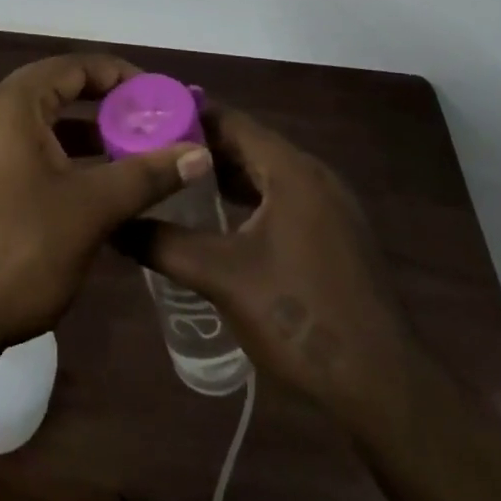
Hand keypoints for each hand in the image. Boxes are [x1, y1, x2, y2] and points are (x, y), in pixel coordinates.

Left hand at [0, 53, 213, 352]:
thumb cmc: (20, 250)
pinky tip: (99, 181)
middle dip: (108, 103)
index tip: (160, 97)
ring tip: (135, 149)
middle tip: (152, 121)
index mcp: (11, 105)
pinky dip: (65, 153)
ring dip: (88, 130)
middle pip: (59, 88)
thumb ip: (146, 174)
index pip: (74, 67)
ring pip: (45, 120)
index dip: (121, 76)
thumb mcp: (91, 209)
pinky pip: (30, 145)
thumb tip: (200, 153)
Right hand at [116, 105, 413, 416]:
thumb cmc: (301, 317)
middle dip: (200, 145)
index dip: (186, 115)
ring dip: (223, 172)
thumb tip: (114, 225)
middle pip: (248, 143)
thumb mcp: (222, 278)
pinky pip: (282, 196)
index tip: (145, 118)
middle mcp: (313, 174)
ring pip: (265, 172)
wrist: (385, 386)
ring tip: (174, 177)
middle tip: (151, 149)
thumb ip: (164, 245)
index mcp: (290, 170)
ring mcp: (330, 204)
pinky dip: (249, 196)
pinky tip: (219, 216)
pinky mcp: (335, 233)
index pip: (230, 121)